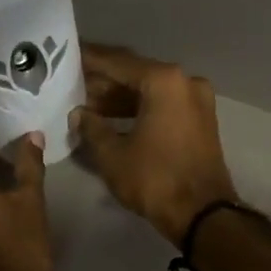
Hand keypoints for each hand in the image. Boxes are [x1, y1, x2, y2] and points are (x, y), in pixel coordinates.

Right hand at [74, 44, 239, 244]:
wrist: (202, 214)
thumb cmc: (154, 179)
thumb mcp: (112, 154)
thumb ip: (91, 127)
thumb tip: (78, 114)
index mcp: (164, 81)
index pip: (117, 62)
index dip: (89, 60)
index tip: (67, 55)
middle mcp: (184, 82)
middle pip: (136, 74)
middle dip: (103, 81)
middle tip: (72, 84)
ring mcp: (196, 101)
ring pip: (150, 91)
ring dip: (119, 97)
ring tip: (86, 105)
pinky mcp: (200, 120)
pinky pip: (163, 105)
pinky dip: (138, 109)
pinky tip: (111, 118)